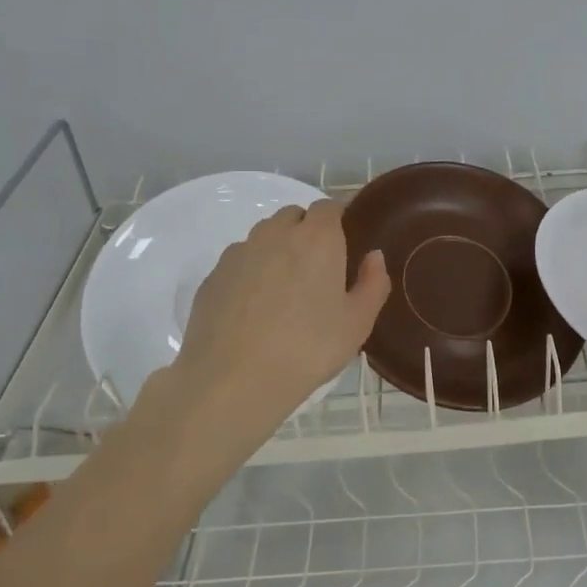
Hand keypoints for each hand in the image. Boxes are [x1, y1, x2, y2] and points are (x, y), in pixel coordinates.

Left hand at [161, 200, 389, 446]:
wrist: (233, 380)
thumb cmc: (308, 348)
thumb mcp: (358, 323)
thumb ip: (373, 283)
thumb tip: (373, 257)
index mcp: (317, 238)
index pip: (329, 207)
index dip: (338, 220)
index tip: (345, 243)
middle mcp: (275, 234)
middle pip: (294, 216)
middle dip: (307, 232)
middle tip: (317, 270)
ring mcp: (239, 253)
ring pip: (263, 237)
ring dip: (277, 250)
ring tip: (284, 291)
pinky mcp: (213, 276)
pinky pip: (239, 262)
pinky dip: (251, 273)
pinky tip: (254, 309)